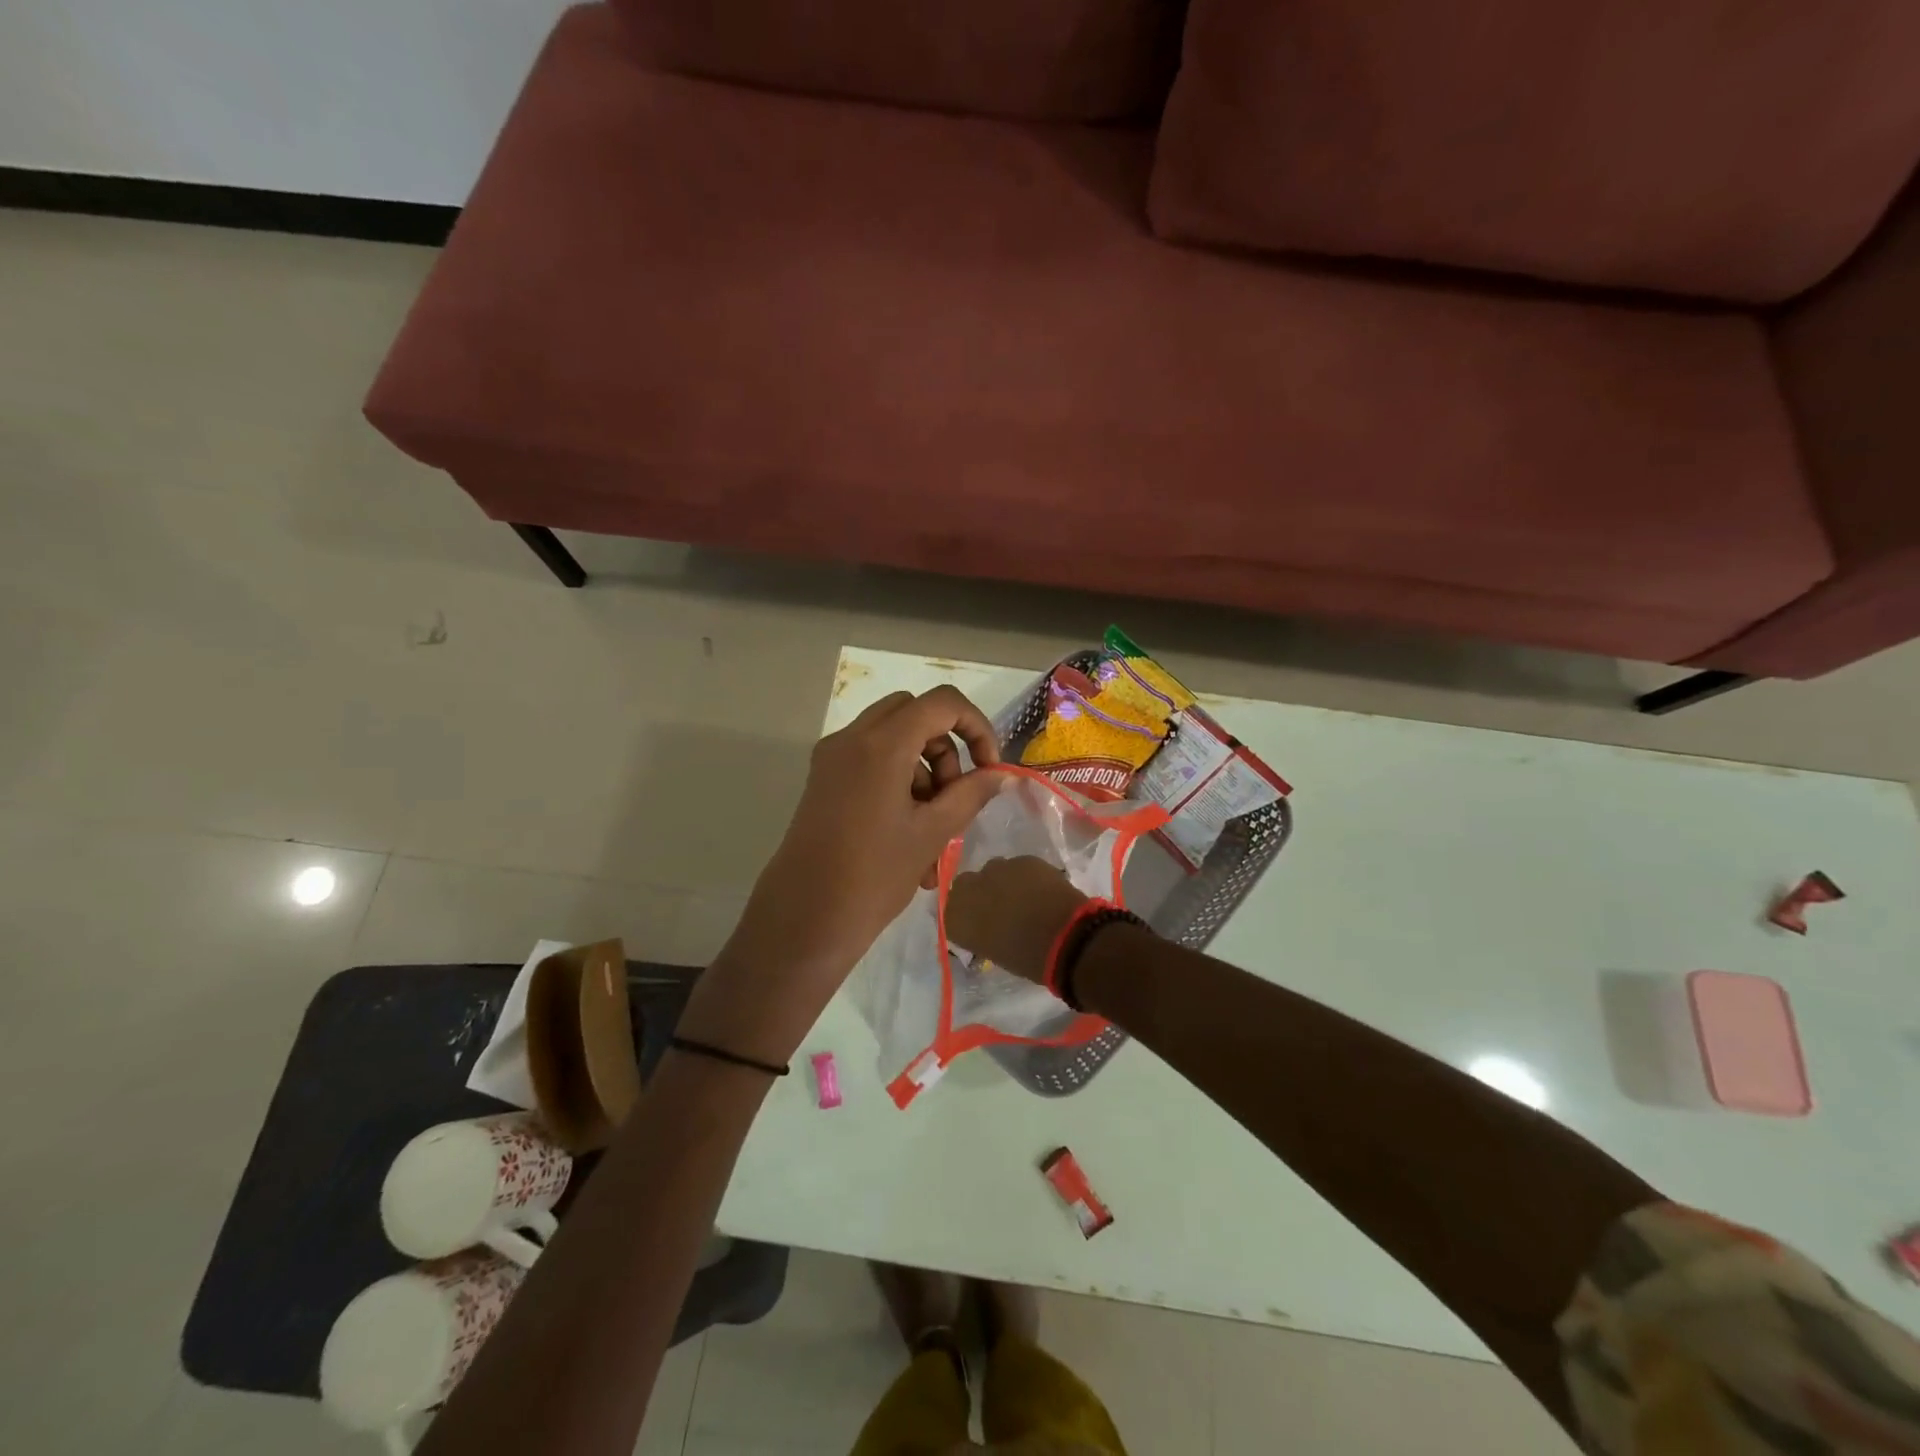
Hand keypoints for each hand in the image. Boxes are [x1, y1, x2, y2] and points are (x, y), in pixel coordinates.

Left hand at [681, 687, 1007, 1060]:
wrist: (804, 918)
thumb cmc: (873, 875)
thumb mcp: (933, 833)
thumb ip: (971, 794)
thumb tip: (999, 774)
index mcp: (881, 744)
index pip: (942, 702)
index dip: (976, 726)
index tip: (989, 768)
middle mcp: (852, 738)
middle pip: (914, 714)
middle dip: (946, 748)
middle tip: (956, 795)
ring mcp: (833, 758)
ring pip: (894, 740)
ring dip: (925, 773)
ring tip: (937, 834)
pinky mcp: (825, 781)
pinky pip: (872, 763)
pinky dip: (900, 785)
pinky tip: (912, 839)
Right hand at [944, 855, 1089, 984]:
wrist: (1065, 937)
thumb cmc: (1027, 958)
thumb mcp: (993, 951)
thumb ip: (981, 933)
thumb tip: (987, 928)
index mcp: (956, 918)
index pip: (950, 911)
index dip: (966, 915)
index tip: (979, 924)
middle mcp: (968, 888)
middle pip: (966, 885)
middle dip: (979, 893)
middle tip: (999, 909)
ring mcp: (996, 869)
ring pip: (993, 871)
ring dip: (1002, 882)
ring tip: (1022, 898)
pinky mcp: (1022, 859)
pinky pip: (1018, 867)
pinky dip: (1025, 877)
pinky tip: (1040, 890)